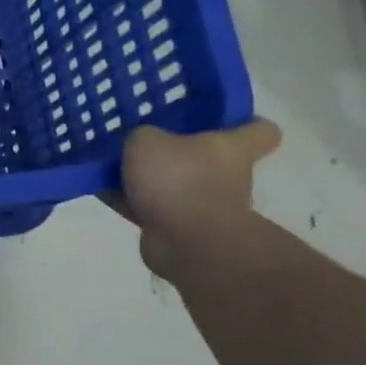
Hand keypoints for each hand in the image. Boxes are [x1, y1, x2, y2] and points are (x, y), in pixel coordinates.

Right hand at [109, 120, 281, 277]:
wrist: (187, 243)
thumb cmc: (178, 180)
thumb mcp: (147, 142)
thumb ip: (142, 136)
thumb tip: (141, 144)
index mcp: (232, 149)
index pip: (262, 131)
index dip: (246, 123)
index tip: (224, 121)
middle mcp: (229, 177)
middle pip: (211, 159)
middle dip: (181, 154)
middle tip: (147, 144)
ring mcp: (209, 207)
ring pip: (179, 185)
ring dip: (152, 181)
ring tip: (115, 169)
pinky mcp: (186, 232)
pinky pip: (155, 209)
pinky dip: (132, 202)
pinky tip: (103, 192)